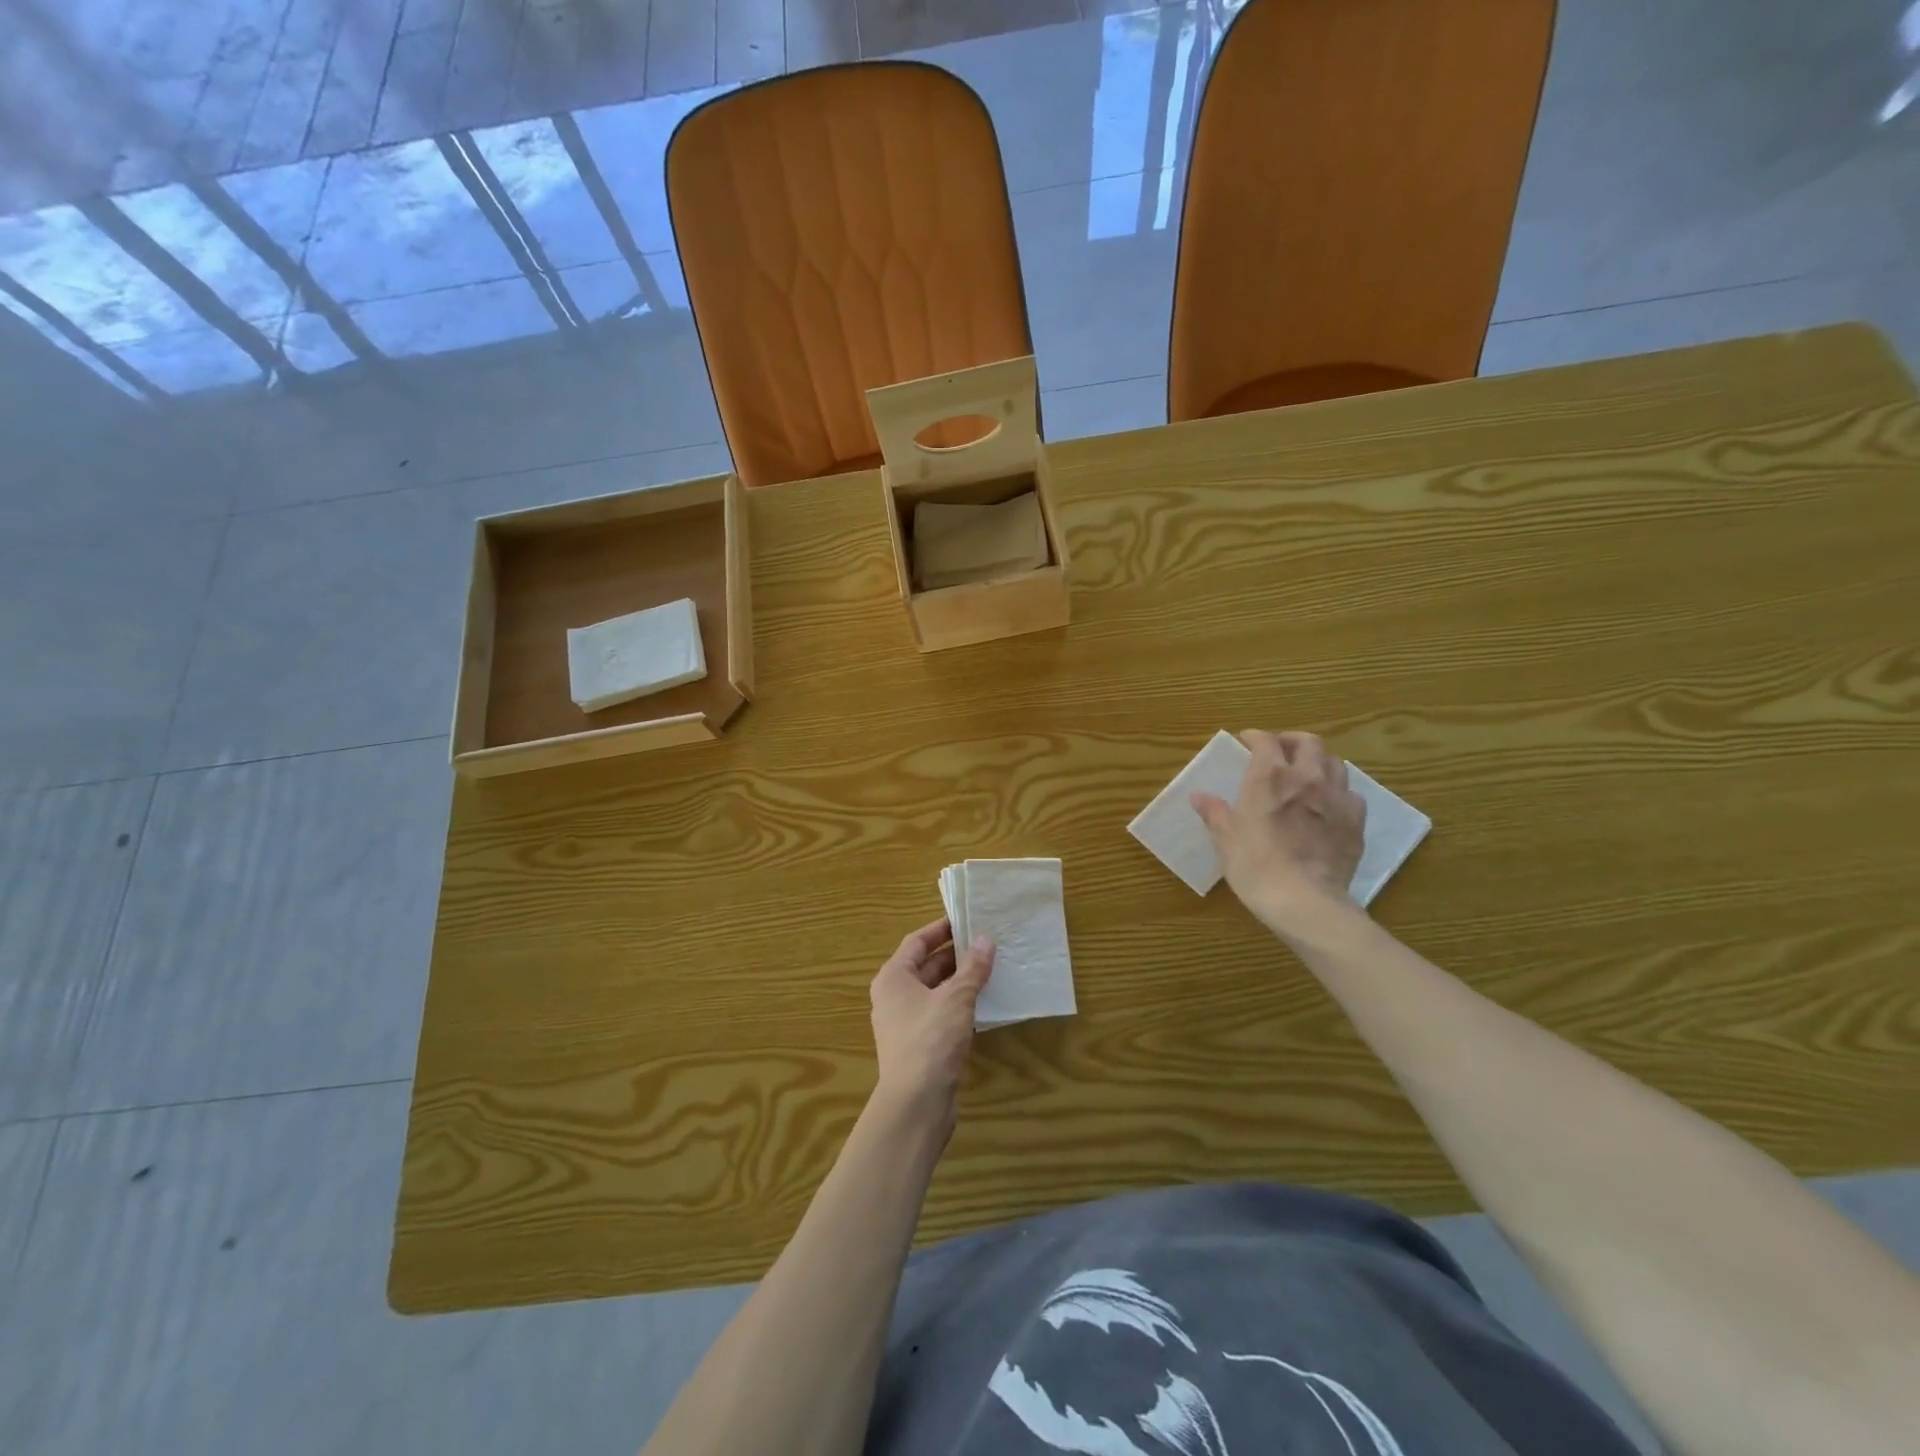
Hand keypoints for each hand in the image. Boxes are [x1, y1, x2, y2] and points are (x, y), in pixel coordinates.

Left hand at [869, 917, 994, 1132]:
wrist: (915, 1103)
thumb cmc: (930, 1039)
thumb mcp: (956, 998)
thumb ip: (972, 968)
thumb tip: (985, 940)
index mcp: (893, 977)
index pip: (917, 941)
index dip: (941, 929)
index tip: (966, 920)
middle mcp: (893, 996)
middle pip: (925, 966)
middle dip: (955, 955)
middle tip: (986, 943)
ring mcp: (904, 1023)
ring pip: (934, 992)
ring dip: (959, 981)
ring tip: (990, 969)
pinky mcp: (918, 1046)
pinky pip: (939, 1014)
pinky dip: (958, 1005)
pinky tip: (983, 1004)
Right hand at [1191, 730, 1365, 935]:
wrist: (1304, 901)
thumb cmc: (1256, 866)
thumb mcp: (1226, 839)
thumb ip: (1215, 813)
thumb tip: (1199, 796)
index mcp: (1269, 777)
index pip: (1266, 741)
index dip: (1255, 737)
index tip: (1246, 742)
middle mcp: (1307, 778)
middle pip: (1308, 742)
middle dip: (1292, 741)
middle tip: (1279, 752)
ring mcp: (1337, 798)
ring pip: (1335, 763)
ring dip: (1319, 763)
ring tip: (1307, 775)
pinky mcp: (1356, 822)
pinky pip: (1351, 794)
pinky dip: (1338, 792)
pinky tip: (1328, 806)